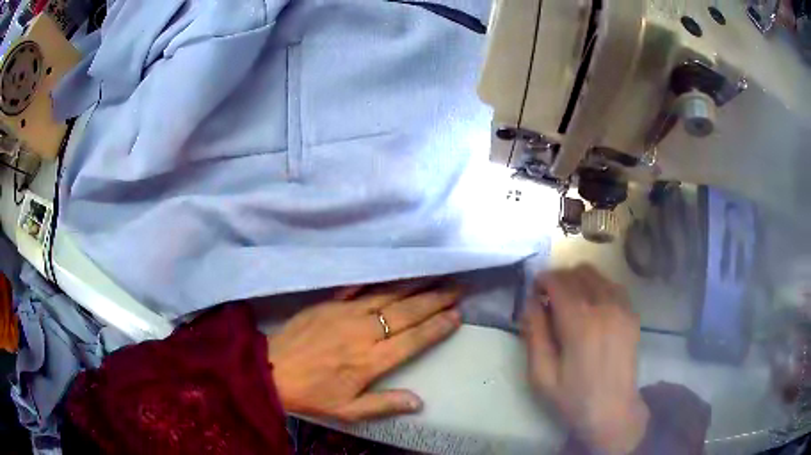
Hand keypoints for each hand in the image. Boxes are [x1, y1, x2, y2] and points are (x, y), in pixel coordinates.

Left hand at [268, 280, 462, 421]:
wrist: (270, 370)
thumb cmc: (311, 393)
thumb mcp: (347, 410)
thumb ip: (384, 404)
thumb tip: (419, 402)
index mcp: (370, 361)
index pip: (413, 340)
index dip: (437, 327)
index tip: (457, 315)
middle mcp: (363, 333)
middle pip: (406, 313)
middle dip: (435, 300)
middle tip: (457, 288)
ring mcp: (345, 313)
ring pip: (387, 295)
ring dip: (414, 284)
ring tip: (436, 274)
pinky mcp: (328, 303)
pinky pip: (357, 287)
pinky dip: (377, 279)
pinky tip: (392, 270)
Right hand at [522, 265, 648, 453]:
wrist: (613, 410)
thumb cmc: (573, 397)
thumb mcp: (542, 374)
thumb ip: (534, 334)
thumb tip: (530, 302)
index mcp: (579, 323)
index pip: (558, 282)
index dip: (542, 280)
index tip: (533, 290)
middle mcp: (604, 306)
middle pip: (578, 273)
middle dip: (559, 278)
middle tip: (548, 297)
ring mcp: (622, 307)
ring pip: (596, 275)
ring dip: (578, 280)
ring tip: (569, 301)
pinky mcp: (632, 314)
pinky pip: (612, 285)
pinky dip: (597, 286)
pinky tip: (591, 306)